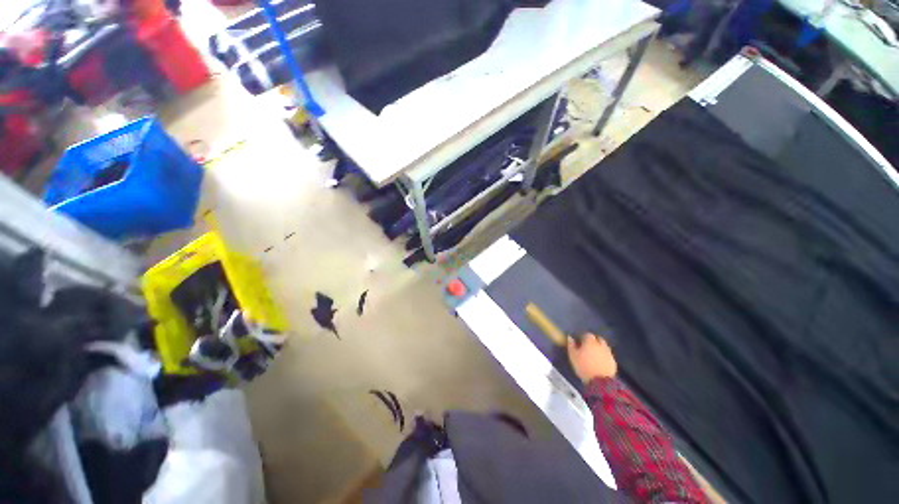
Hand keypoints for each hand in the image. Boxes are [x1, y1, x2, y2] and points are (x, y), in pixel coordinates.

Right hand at [567, 333, 617, 383]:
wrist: (600, 382)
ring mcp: (608, 353)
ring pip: (604, 346)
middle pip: (598, 339)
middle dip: (594, 341)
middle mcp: (601, 345)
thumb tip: (570, 337)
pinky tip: (600, 361)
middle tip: (588, 347)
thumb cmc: (584, 366)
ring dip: (600, 348)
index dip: (583, 337)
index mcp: (590, 342)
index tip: (580, 342)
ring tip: (594, 354)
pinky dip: (604, 356)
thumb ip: (571, 345)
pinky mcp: (613, 362)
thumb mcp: (573, 356)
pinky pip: (608, 355)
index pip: (587, 334)